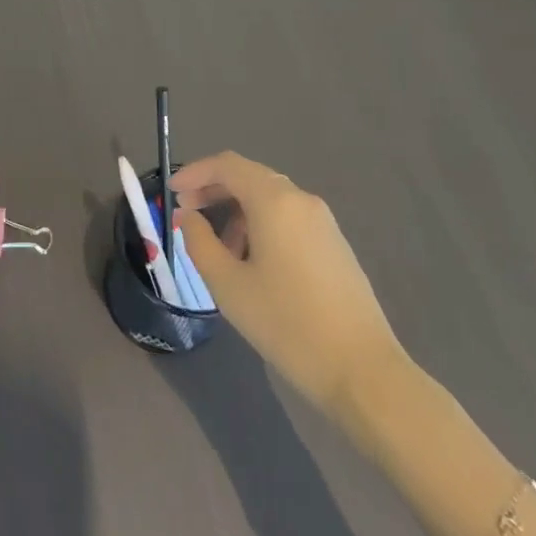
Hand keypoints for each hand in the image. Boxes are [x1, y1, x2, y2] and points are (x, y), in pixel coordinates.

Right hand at [173, 152, 400, 412]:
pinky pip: (288, 217)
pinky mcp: (335, 244)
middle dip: (214, 190)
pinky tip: (253, 262)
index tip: (171, 192)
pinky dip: (261, 225)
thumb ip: (199, 242)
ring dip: (237, 211)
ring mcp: (323, 221)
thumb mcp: (228, 285)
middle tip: (187, 214)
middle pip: (249, 177)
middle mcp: (301, 199)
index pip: (227, 165)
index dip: (194, 172)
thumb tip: (188, 217)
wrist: (363, 371)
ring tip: (219, 250)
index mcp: (274, 201)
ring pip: (269, 198)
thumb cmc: (287, 324)